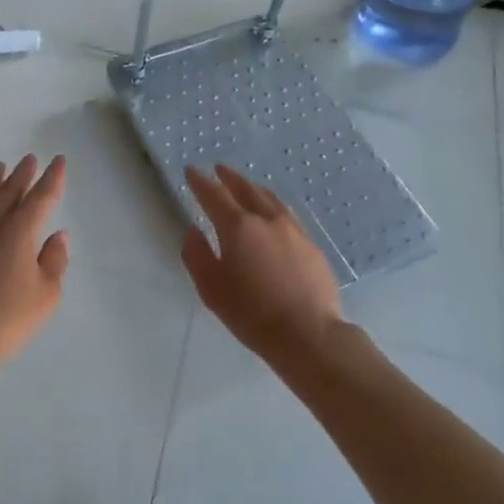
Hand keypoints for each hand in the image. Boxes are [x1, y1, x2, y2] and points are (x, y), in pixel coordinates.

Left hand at [0, 155, 69, 375]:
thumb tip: (57, 236)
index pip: (41, 197)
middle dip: (22, 174)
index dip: (52, 178)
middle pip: (8, 191)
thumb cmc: (8, 319)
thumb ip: (54, 261)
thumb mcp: (46, 295)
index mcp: (20, 230)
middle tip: (29, 159)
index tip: (58, 161)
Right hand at [181, 164, 343, 363]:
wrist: (309, 334)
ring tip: (246, 186)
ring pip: (270, 199)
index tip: (191, 171)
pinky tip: (274, 214)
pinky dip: (273, 206)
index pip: (214, 195)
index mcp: (238, 227)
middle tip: (219, 169)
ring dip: (253, 188)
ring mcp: (294, 230)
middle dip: (229, 178)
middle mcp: (267, 220)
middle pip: (246, 189)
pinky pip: (288, 215)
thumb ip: (197, 255)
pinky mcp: (312, 245)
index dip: (200, 182)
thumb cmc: (252, 313)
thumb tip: (193, 232)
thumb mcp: (211, 289)